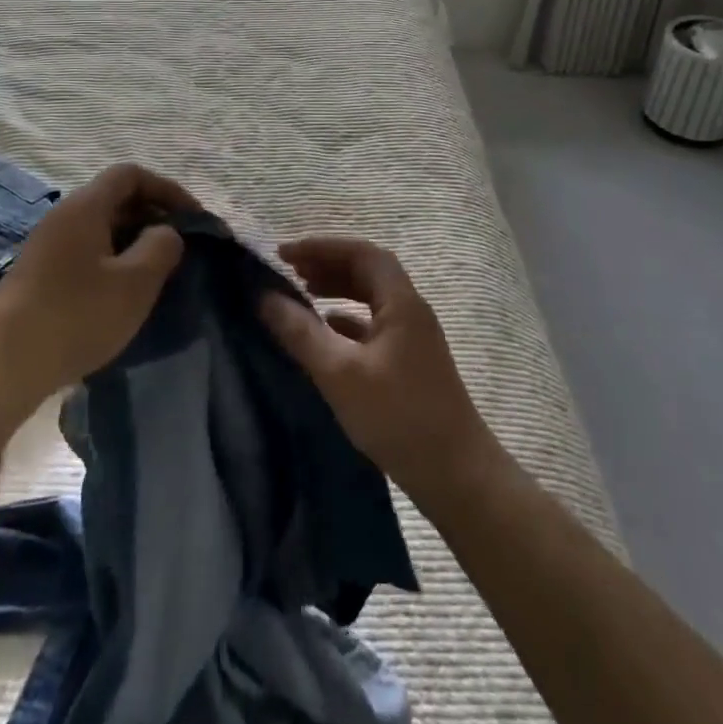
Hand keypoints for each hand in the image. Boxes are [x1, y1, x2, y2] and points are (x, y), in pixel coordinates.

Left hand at [0, 162, 196, 400]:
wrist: (2, 366)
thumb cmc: (77, 315)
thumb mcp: (135, 282)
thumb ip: (161, 247)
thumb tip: (166, 232)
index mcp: (85, 207)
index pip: (130, 175)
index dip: (167, 189)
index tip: (193, 219)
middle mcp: (63, 217)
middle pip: (115, 199)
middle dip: (152, 217)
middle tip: (181, 248)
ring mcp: (47, 247)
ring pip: (101, 229)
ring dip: (133, 243)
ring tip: (157, 274)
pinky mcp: (39, 277)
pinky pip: (86, 253)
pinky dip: (112, 263)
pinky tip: (122, 296)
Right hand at [260, 236, 497, 503]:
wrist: (458, 477)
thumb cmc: (399, 417)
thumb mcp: (340, 373)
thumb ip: (301, 332)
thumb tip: (264, 297)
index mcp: (402, 302)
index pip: (361, 253)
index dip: (322, 247)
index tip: (285, 254)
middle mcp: (411, 311)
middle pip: (367, 271)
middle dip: (327, 264)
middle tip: (289, 271)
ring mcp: (413, 338)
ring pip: (371, 298)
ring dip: (337, 289)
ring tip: (302, 293)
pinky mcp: (410, 364)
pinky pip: (373, 325)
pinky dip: (346, 319)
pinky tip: (325, 333)